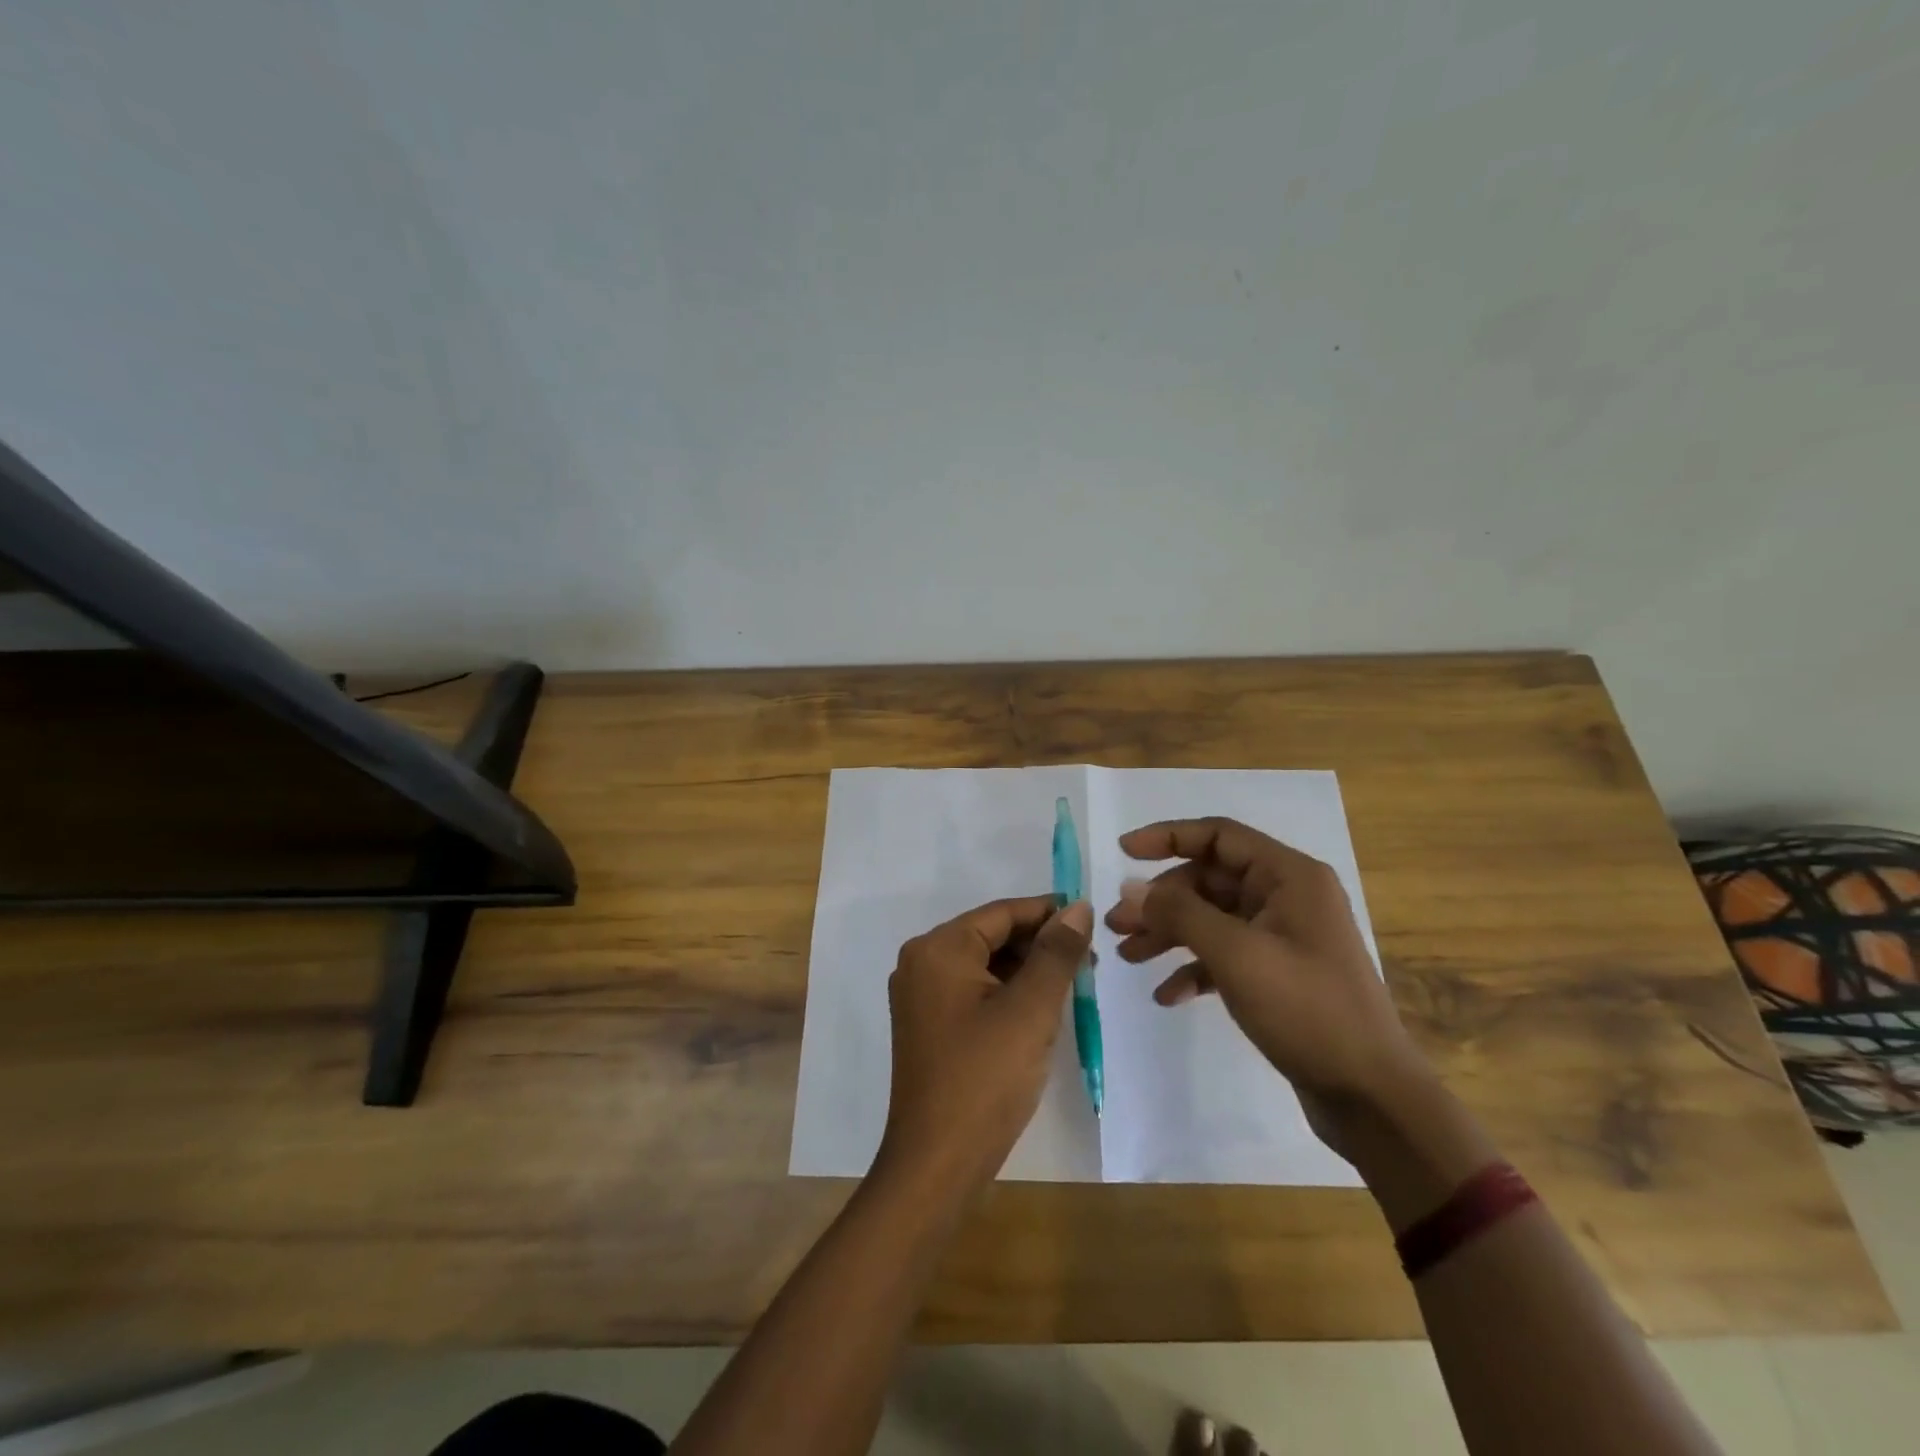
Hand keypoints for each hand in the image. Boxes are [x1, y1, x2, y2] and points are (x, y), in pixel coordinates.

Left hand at [876, 896, 1092, 1196]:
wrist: (937, 1164)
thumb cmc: (985, 1078)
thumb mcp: (1031, 1010)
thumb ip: (1056, 953)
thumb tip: (1078, 907)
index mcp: (938, 948)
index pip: (1001, 913)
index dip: (1048, 913)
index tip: (1091, 921)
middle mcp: (922, 962)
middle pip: (991, 936)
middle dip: (1040, 945)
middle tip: (1089, 962)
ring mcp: (921, 996)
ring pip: (985, 965)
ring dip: (1027, 971)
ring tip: (1072, 987)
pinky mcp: (928, 1025)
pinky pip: (974, 991)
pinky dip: (1007, 993)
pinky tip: (1040, 1011)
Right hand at [1104, 817, 1427, 1145]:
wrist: (1370, 1095)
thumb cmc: (1306, 1009)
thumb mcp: (1235, 954)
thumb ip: (1179, 913)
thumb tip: (1130, 887)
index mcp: (1288, 876)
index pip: (1218, 835)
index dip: (1167, 837)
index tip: (1122, 852)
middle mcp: (1287, 897)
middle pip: (1209, 880)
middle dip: (1160, 901)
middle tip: (1116, 925)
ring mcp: (1283, 937)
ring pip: (1212, 919)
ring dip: (1169, 933)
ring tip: (1126, 956)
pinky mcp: (1278, 974)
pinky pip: (1225, 955)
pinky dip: (1193, 968)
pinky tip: (1167, 994)